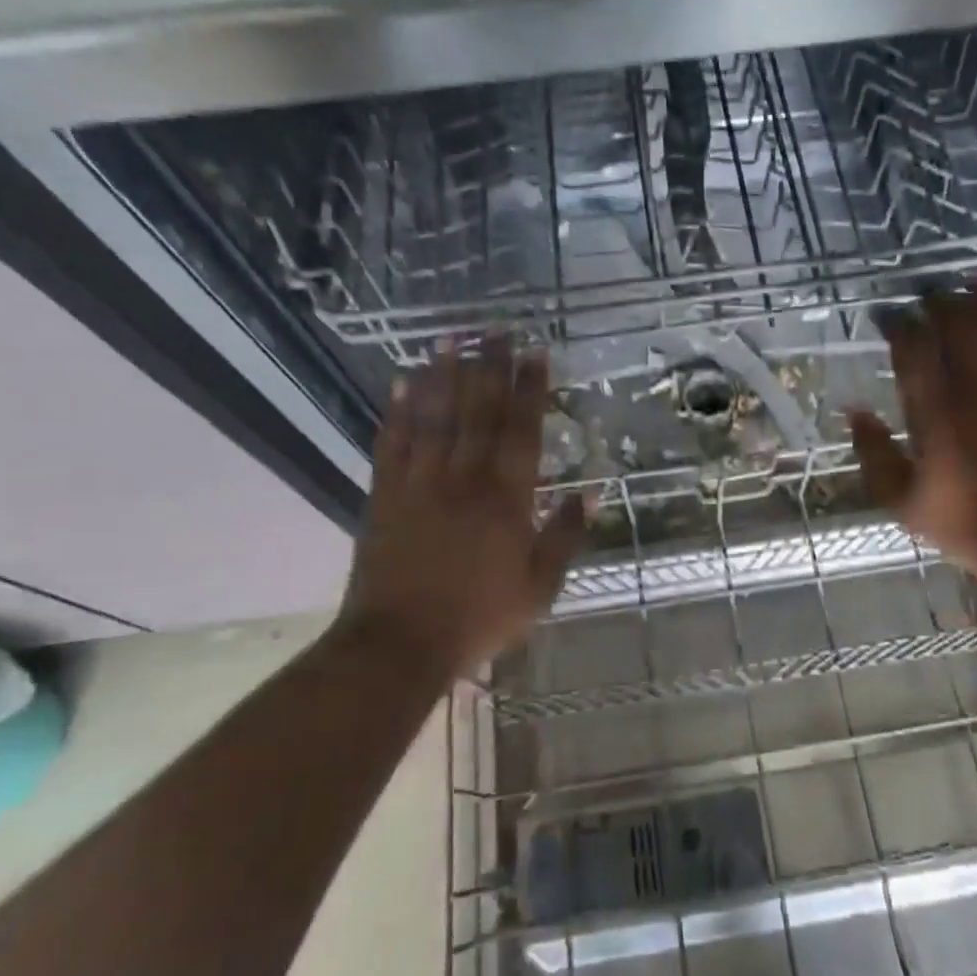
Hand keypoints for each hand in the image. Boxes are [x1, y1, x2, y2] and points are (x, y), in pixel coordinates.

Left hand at [339, 337, 584, 676]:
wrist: (399, 645)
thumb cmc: (479, 617)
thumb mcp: (540, 587)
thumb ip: (565, 536)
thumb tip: (590, 492)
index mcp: (506, 499)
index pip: (522, 430)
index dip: (530, 389)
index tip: (535, 353)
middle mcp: (464, 479)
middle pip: (479, 412)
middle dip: (490, 367)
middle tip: (496, 330)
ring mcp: (420, 483)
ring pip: (435, 417)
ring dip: (445, 375)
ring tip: (451, 338)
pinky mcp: (385, 496)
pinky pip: (393, 443)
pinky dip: (399, 411)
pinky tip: (403, 383)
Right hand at [847, 286, 976, 591]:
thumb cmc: (969, 525)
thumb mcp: (903, 502)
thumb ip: (874, 454)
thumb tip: (855, 411)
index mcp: (936, 413)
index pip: (913, 348)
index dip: (898, 322)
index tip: (887, 313)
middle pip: (960, 324)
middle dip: (940, 301)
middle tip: (927, 294)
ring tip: (971, 286)